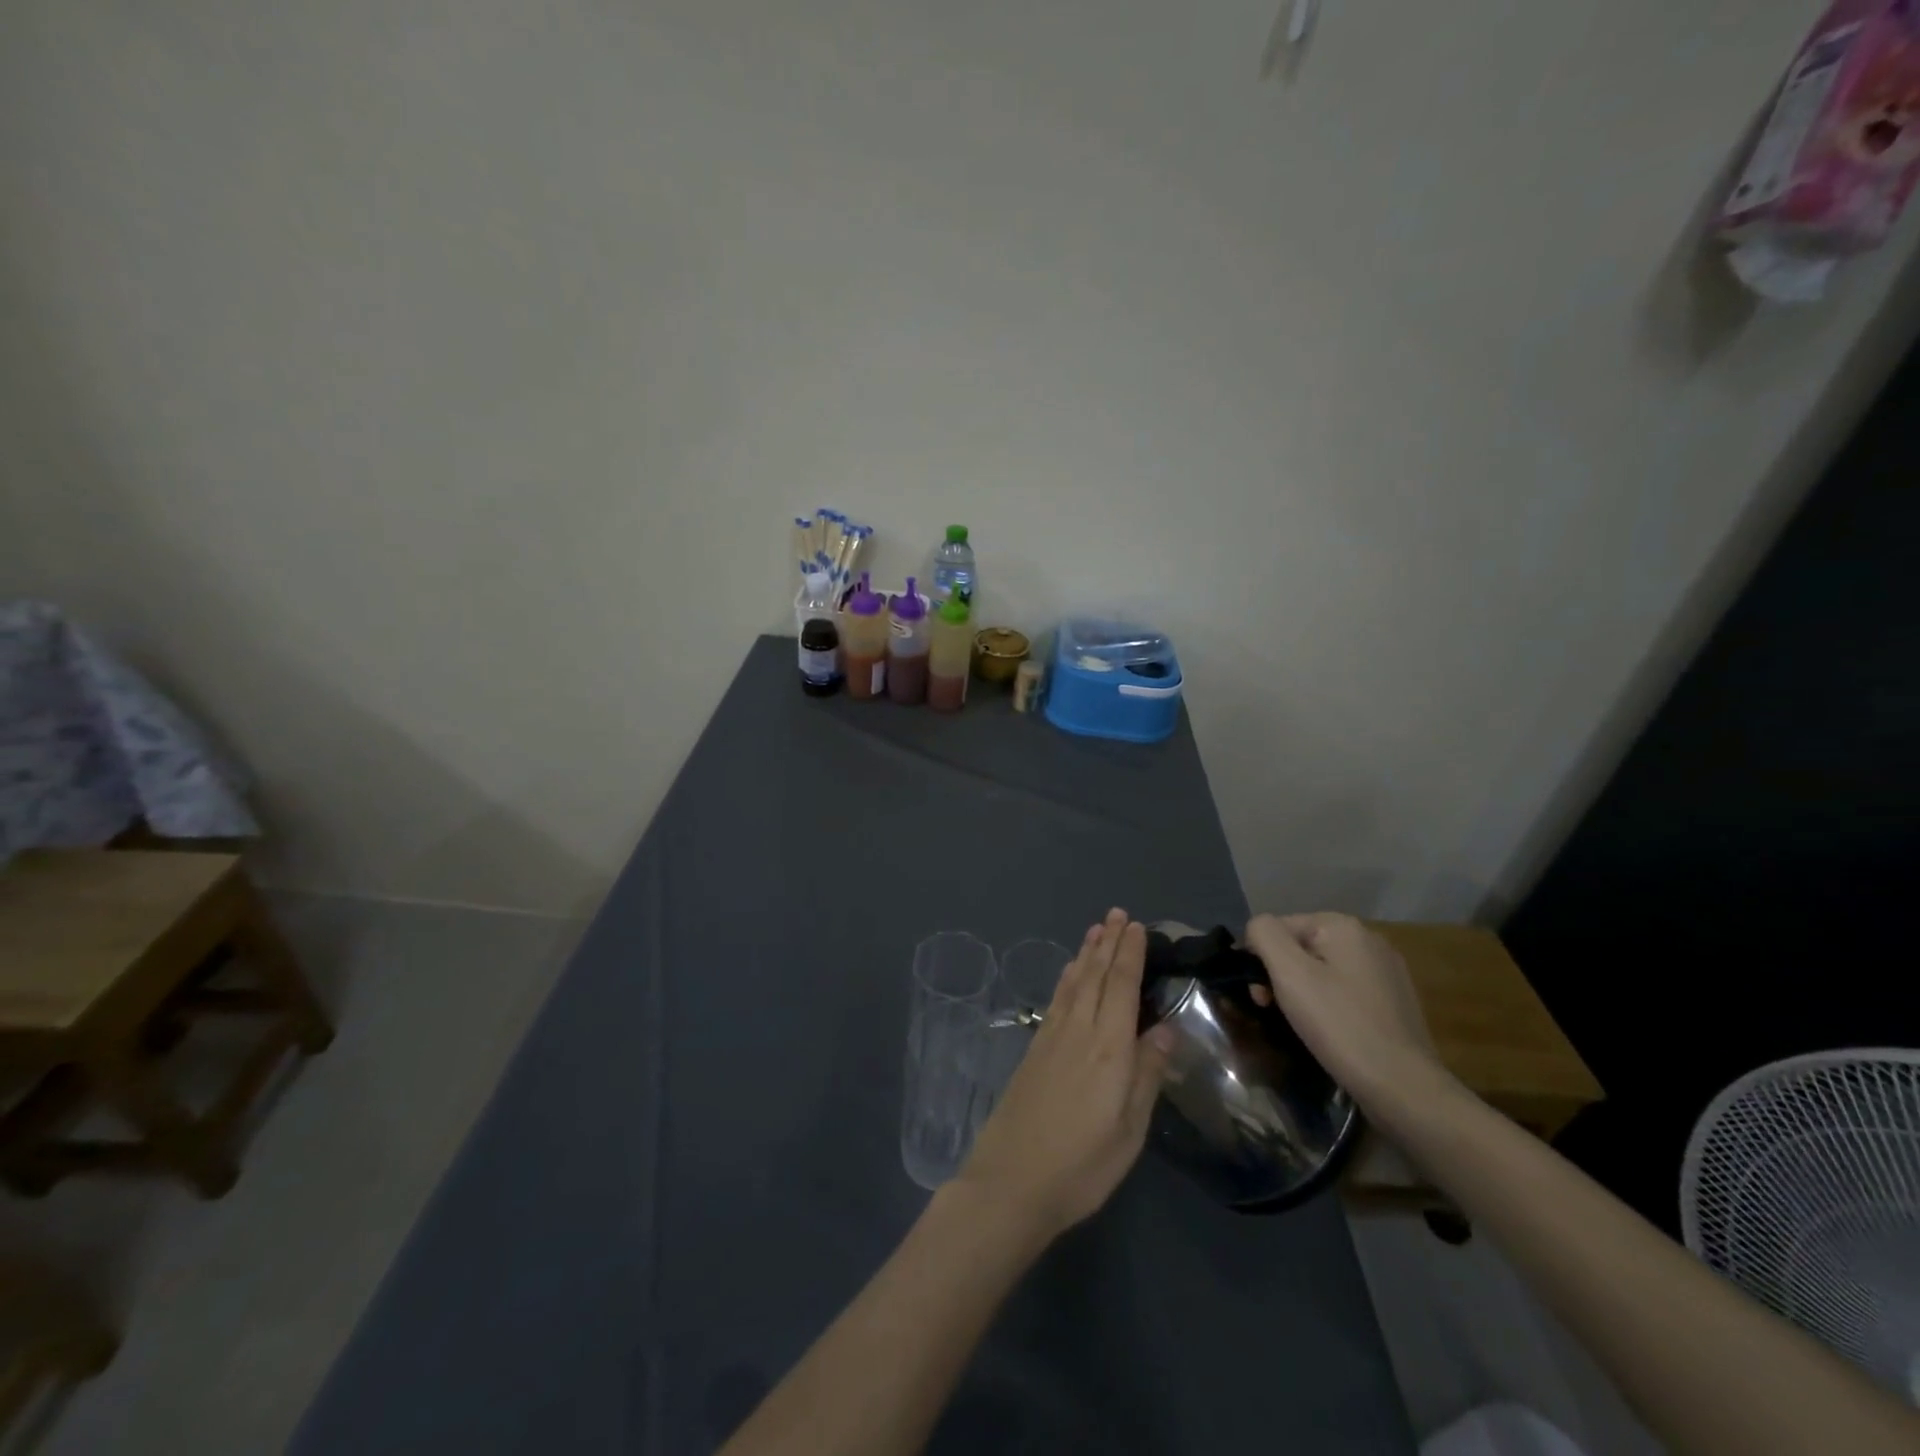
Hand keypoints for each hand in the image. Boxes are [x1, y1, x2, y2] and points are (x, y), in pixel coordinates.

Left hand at [957, 910, 1170, 1238]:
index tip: (1137, 927)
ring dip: (1087, 954)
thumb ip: (1147, 1074)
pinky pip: (1057, 999)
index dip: (1129, 954)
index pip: (1122, 986)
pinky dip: (1067, 978)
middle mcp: (1080, 1031)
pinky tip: (1070, 973)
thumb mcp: (1129, 1129)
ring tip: (1096, 930)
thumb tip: (1166, 1029)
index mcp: (1109, 1048)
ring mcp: (1052, 1037)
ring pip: (1074, 983)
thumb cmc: (1082, 1165)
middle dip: (1108, 942)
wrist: (1012, 1181)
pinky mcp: (1034, 1049)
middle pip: (1096, 976)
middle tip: (1117, 913)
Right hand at [1244, 912, 1443, 1103]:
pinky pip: (1345, 990)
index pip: (1278, 927)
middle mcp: (1368, 939)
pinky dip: (1329, 1004)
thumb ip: (1264, 935)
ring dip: (1302, 991)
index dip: (1260, 958)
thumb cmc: (1340, 1025)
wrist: (1403, 1087)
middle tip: (1272, 1009)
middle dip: (1280, 975)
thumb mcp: (1289, 973)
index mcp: (1343, 926)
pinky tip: (1331, 1030)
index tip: (1259, 996)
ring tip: (1301, 1023)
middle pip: (1301, 947)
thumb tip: (1257, 929)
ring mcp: (1386, 971)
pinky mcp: (1395, 1001)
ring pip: (1323, 970)